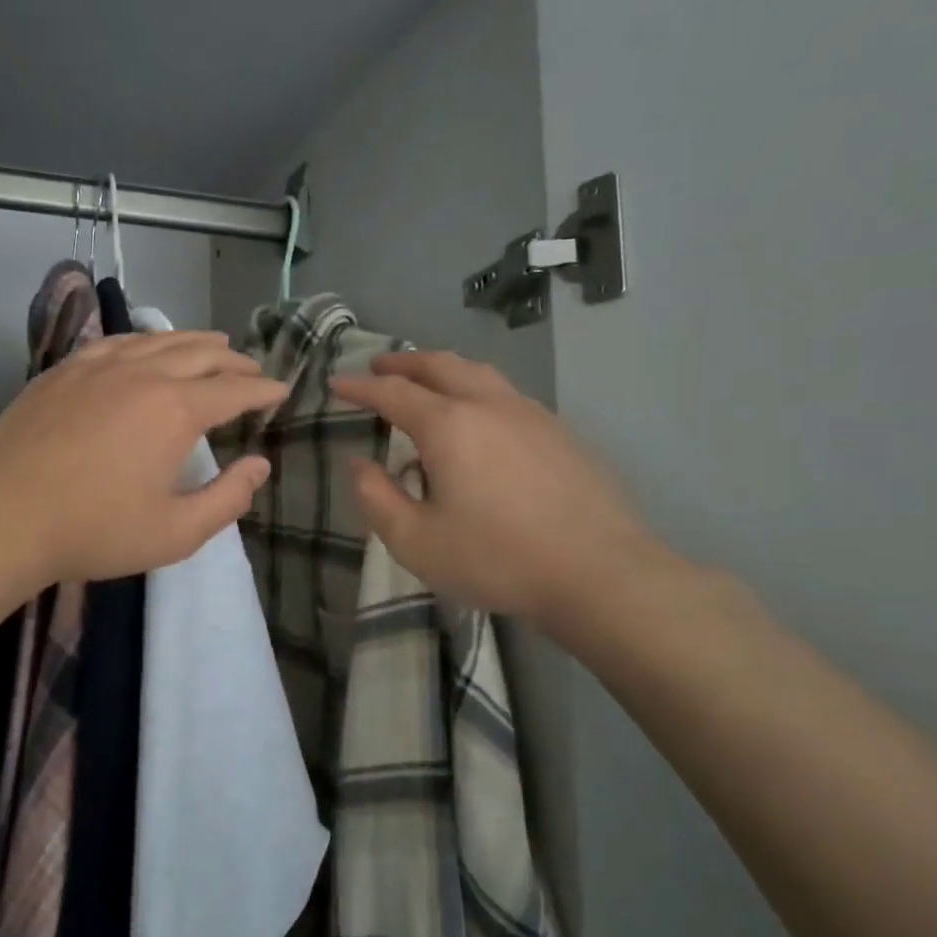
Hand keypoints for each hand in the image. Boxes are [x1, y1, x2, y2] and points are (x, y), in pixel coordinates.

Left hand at [0, 330, 285, 585]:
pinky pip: (115, 342)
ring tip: (213, 344)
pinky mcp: (63, 371)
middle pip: (200, 355)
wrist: (0, 516)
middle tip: (252, 369)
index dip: (262, 390)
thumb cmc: (94, 531)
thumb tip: (260, 465)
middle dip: (233, 361)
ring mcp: (97, 366)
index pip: (233, 390)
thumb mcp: (174, 532)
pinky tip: (145, 346)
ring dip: (193, 341)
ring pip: (157, 340)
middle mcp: (142, 374)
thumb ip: (227, 499)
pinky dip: (144, 341)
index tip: (281, 390)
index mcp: (175, 410)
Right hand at [331, 351, 659, 631]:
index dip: (360, 386)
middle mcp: (488, 405)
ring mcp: (530, 414)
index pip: (392, 392)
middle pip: (439, 365)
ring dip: (442, 369)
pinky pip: (505, 393)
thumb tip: (358, 464)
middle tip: (378, 366)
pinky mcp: (560, 432)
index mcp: (448, 425)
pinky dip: (475, 388)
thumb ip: (376, 498)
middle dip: (403, 363)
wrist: (600, 573)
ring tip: (425, 380)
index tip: (336, 383)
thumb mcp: (416, 541)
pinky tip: (478, 416)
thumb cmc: (497, 559)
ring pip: (478, 372)